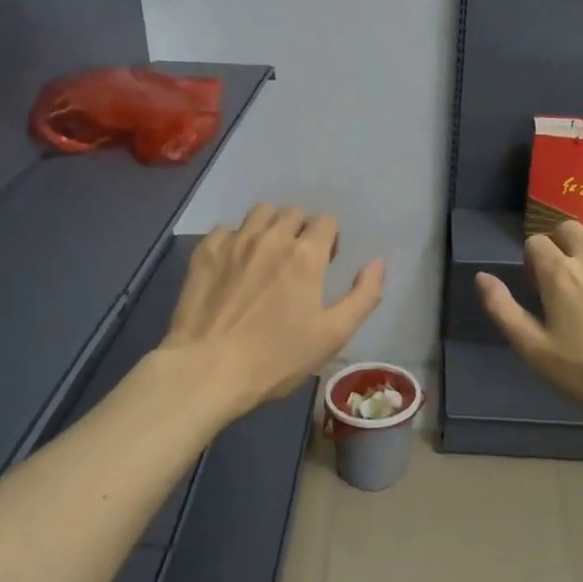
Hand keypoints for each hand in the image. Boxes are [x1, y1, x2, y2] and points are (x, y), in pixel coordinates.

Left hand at [161, 204, 384, 420]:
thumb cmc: (277, 357)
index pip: (326, 221)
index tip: (325, 263)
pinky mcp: (205, 251)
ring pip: (260, 212)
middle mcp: (271, 237)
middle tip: (297, 261)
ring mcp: (234, 241)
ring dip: (270, 227)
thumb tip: (377, 263)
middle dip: (301, 230)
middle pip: (293, 212)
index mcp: (306, 255)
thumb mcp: (333, 334)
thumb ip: (363, 295)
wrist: (208, 369)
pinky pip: (226, 229)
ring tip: (266, 256)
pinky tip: (234, 265)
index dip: (330, 239)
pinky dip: (236, 239)